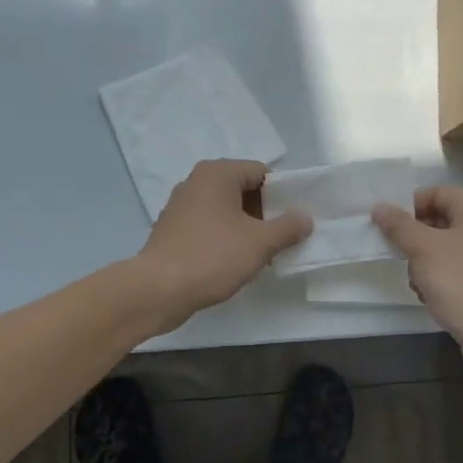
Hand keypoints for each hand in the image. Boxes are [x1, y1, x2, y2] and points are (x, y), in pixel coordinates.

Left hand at [135, 160, 312, 331]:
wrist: (158, 289)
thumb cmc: (212, 257)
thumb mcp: (260, 243)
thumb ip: (288, 227)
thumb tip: (305, 218)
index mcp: (218, 173)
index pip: (262, 173)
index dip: (282, 195)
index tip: (293, 221)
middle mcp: (197, 181)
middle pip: (243, 189)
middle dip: (265, 213)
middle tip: (281, 240)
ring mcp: (181, 205)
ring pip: (226, 209)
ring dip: (246, 228)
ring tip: (261, 254)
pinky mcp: (172, 229)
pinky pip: (209, 225)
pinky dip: (224, 238)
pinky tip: (233, 262)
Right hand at [372, 186, 462, 378]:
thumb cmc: (462, 283)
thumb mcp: (423, 249)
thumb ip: (399, 225)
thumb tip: (380, 207)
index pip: (438, 192)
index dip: (410, 204)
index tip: (388, 224)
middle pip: (441, 221)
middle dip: (415, 238)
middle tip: (399, 255)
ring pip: (445, 250)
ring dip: (424, 263)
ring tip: (417, 283)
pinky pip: (457, 272)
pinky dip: (440, 280)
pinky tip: (431, 298)